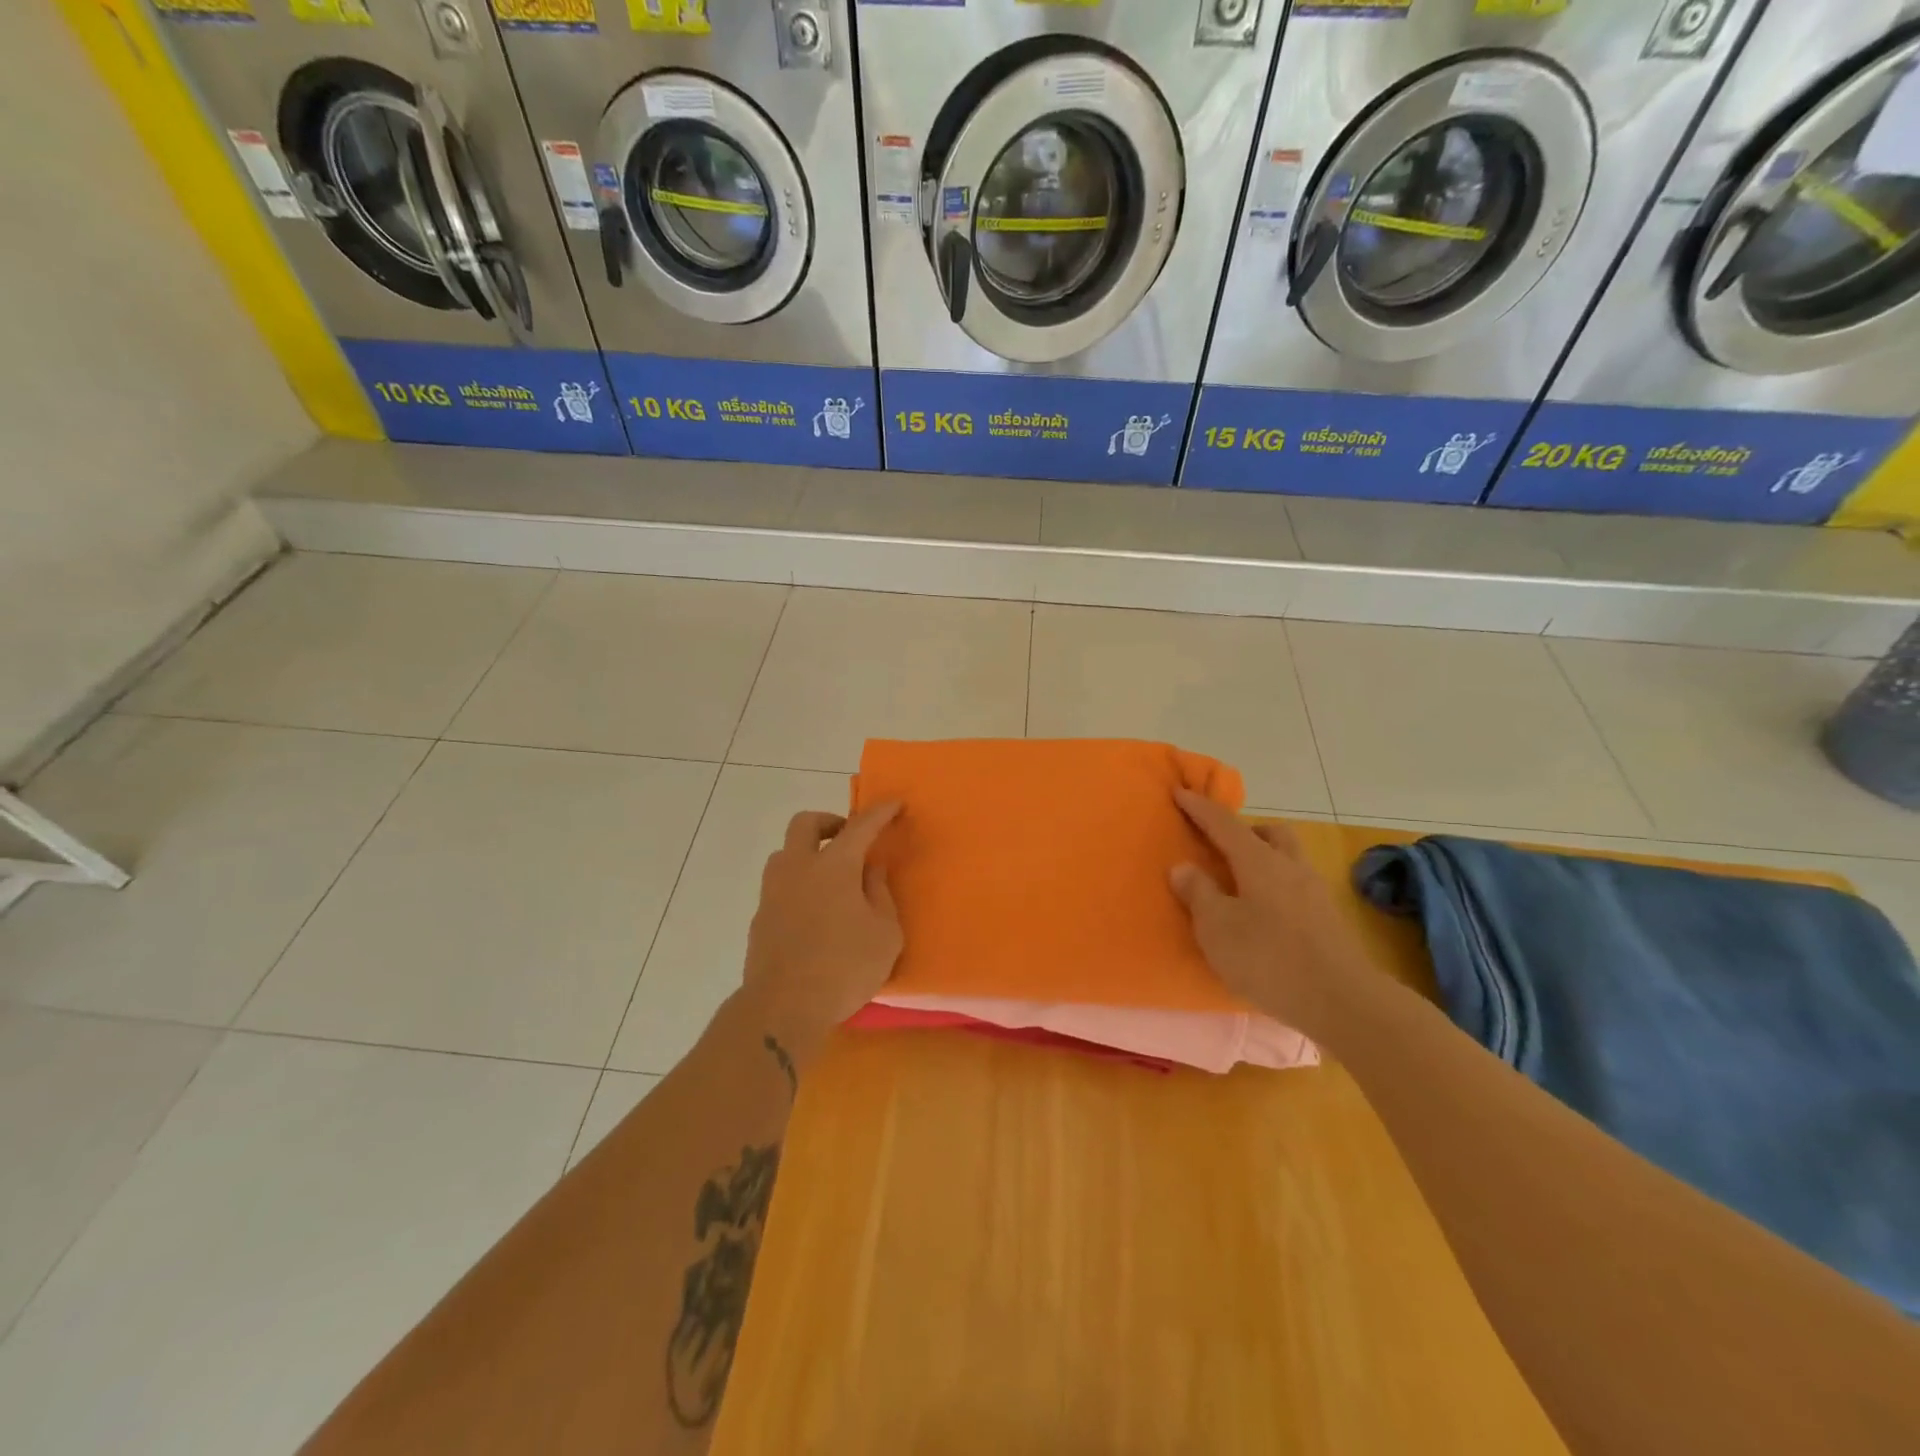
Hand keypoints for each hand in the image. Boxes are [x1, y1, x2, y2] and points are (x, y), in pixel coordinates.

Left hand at [737, 802, 903, 1072]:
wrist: (783, 1007)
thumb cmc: (845, 967)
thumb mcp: (885, 933)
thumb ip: (880, 894)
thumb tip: (871, 869)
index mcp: (834, 865)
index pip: (860, 826)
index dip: (880, 813)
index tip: (894, 804)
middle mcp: (798, 868)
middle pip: (805, 823)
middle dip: (829, 822)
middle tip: (849, 838)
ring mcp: (773, 891)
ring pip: (786, 853)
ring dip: (808, 853)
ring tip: (831, 878)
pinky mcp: (760, 917)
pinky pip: (780, 885)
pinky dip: (798, 884)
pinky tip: (814, 911)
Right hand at [1168, 788, 1377, 1039]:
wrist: (1343, 1001)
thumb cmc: (1269, 958)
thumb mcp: (1217, 928)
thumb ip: (1198, 893)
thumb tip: (1183, 866)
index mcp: (1259, 861)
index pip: (1224, 823)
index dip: (1200, 808)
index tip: (1180, 793)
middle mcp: (1290, 866)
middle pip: (1269, 832)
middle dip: (1244, 830)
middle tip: (1219, 845)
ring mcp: (1314, 892)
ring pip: (1287, 857)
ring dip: (1263, 857)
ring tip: (1240, 882)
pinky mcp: (1328, 919)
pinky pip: (1295, 885)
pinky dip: (1275, 885)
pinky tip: (1264, 913)